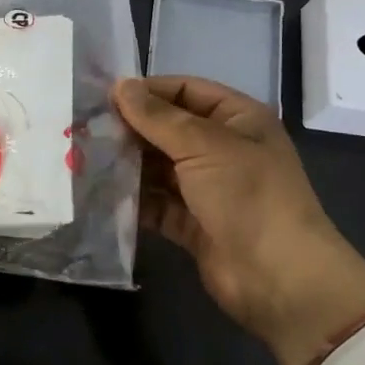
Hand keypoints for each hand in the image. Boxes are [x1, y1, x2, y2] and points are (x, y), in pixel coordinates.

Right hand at [114, 75, 364, 364]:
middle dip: (132, 129)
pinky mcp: (194, 225)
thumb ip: (158, 117)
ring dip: (128, 165)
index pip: (186, 91)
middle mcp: (224, 149)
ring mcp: (209, 189)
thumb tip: (121, 85)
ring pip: (160, 167)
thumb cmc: (247, 195)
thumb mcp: (204, 145)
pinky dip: (134, 200)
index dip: (148, 91)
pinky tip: (100, 195)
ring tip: (85, 159)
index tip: (105, 97)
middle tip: (86, 129)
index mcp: (238, 119)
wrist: (280, 279)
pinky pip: (157, 204)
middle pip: (170, 129)